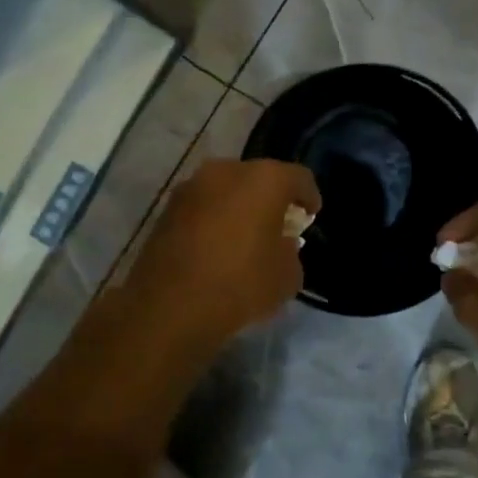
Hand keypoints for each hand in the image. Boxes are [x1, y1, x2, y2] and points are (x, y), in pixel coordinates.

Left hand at [125, 158, 320, 348]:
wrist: (170, 307)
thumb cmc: (241, 284)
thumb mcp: (287, 276)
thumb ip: (290, 251)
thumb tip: (280, 245)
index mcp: (264, 179)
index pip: (299, 178)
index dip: (309, 197)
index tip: (310, 216)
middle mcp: (227, 171)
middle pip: (259, 178)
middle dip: (271, 199)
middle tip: (277, 226)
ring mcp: (192, 187)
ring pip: (226, 190)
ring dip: (238, 207)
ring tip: (244, 237)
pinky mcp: (167, 209)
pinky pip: (203, 207)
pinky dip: (214, 220)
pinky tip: (216, 247)